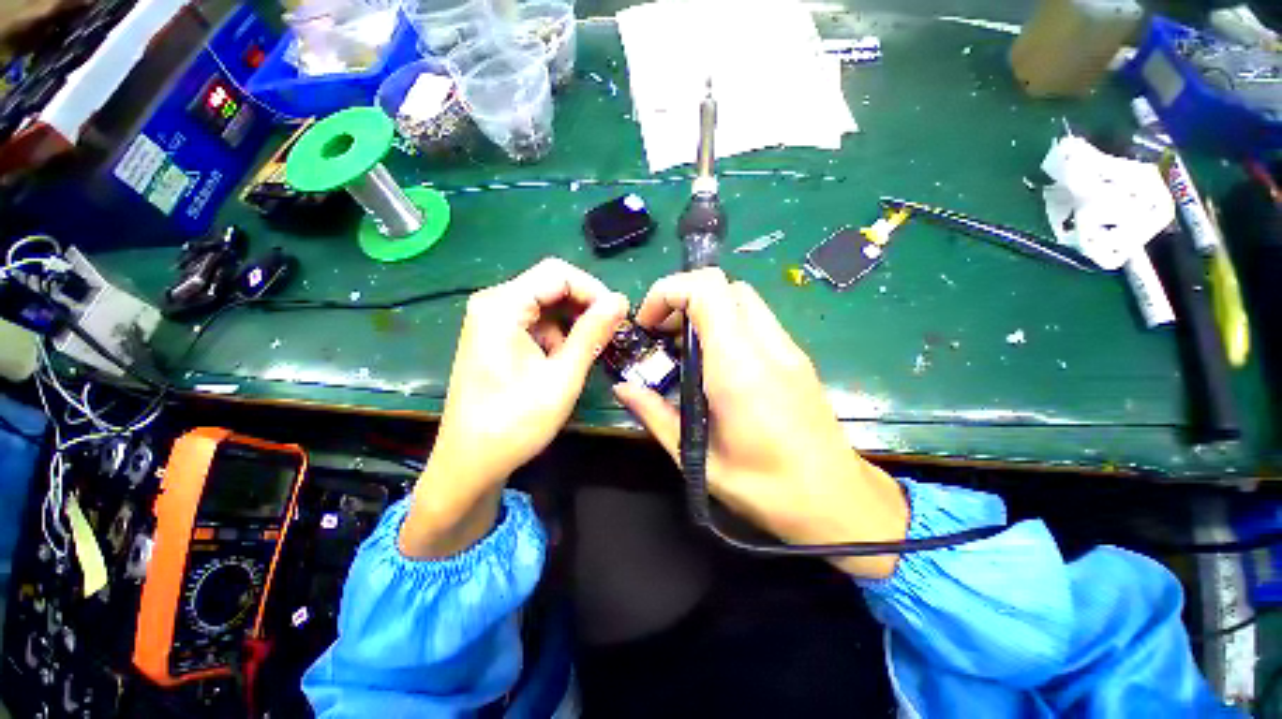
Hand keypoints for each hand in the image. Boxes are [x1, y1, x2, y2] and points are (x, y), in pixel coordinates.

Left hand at [401, 258, 628, 558]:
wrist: (471, 462)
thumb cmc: (515, 422)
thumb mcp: (562, 377)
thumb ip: (592, 333)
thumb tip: (619, 300)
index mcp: (502, 306)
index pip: (558, 274)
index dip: (593, 290)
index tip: (617, 317)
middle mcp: (493, 304)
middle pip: (551, 285)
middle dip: (585, 306)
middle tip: (610, 334)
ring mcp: (492, 320)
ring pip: (546, 305)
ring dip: (573, 323)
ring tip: (589, 352)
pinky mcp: (496, 337)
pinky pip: (536, 322)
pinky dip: (557, 336)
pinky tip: (563, 361)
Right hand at [614, 269, 907, 578]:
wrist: (836, 502)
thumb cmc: (764, 488)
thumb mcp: (697, 457)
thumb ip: (655, 415)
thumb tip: (624, 388)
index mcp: (739, 368)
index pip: (706, 289)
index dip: (668, 292)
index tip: (649, 325)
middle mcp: (767, 346)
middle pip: (723, 285)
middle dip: (684, 298)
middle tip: (664, 336)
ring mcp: (788, 349)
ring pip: (741, 299)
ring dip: (706, 311)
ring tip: (686, 350)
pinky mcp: (797, 358)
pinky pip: (756, 320)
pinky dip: (726, 325)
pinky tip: (716, 364)